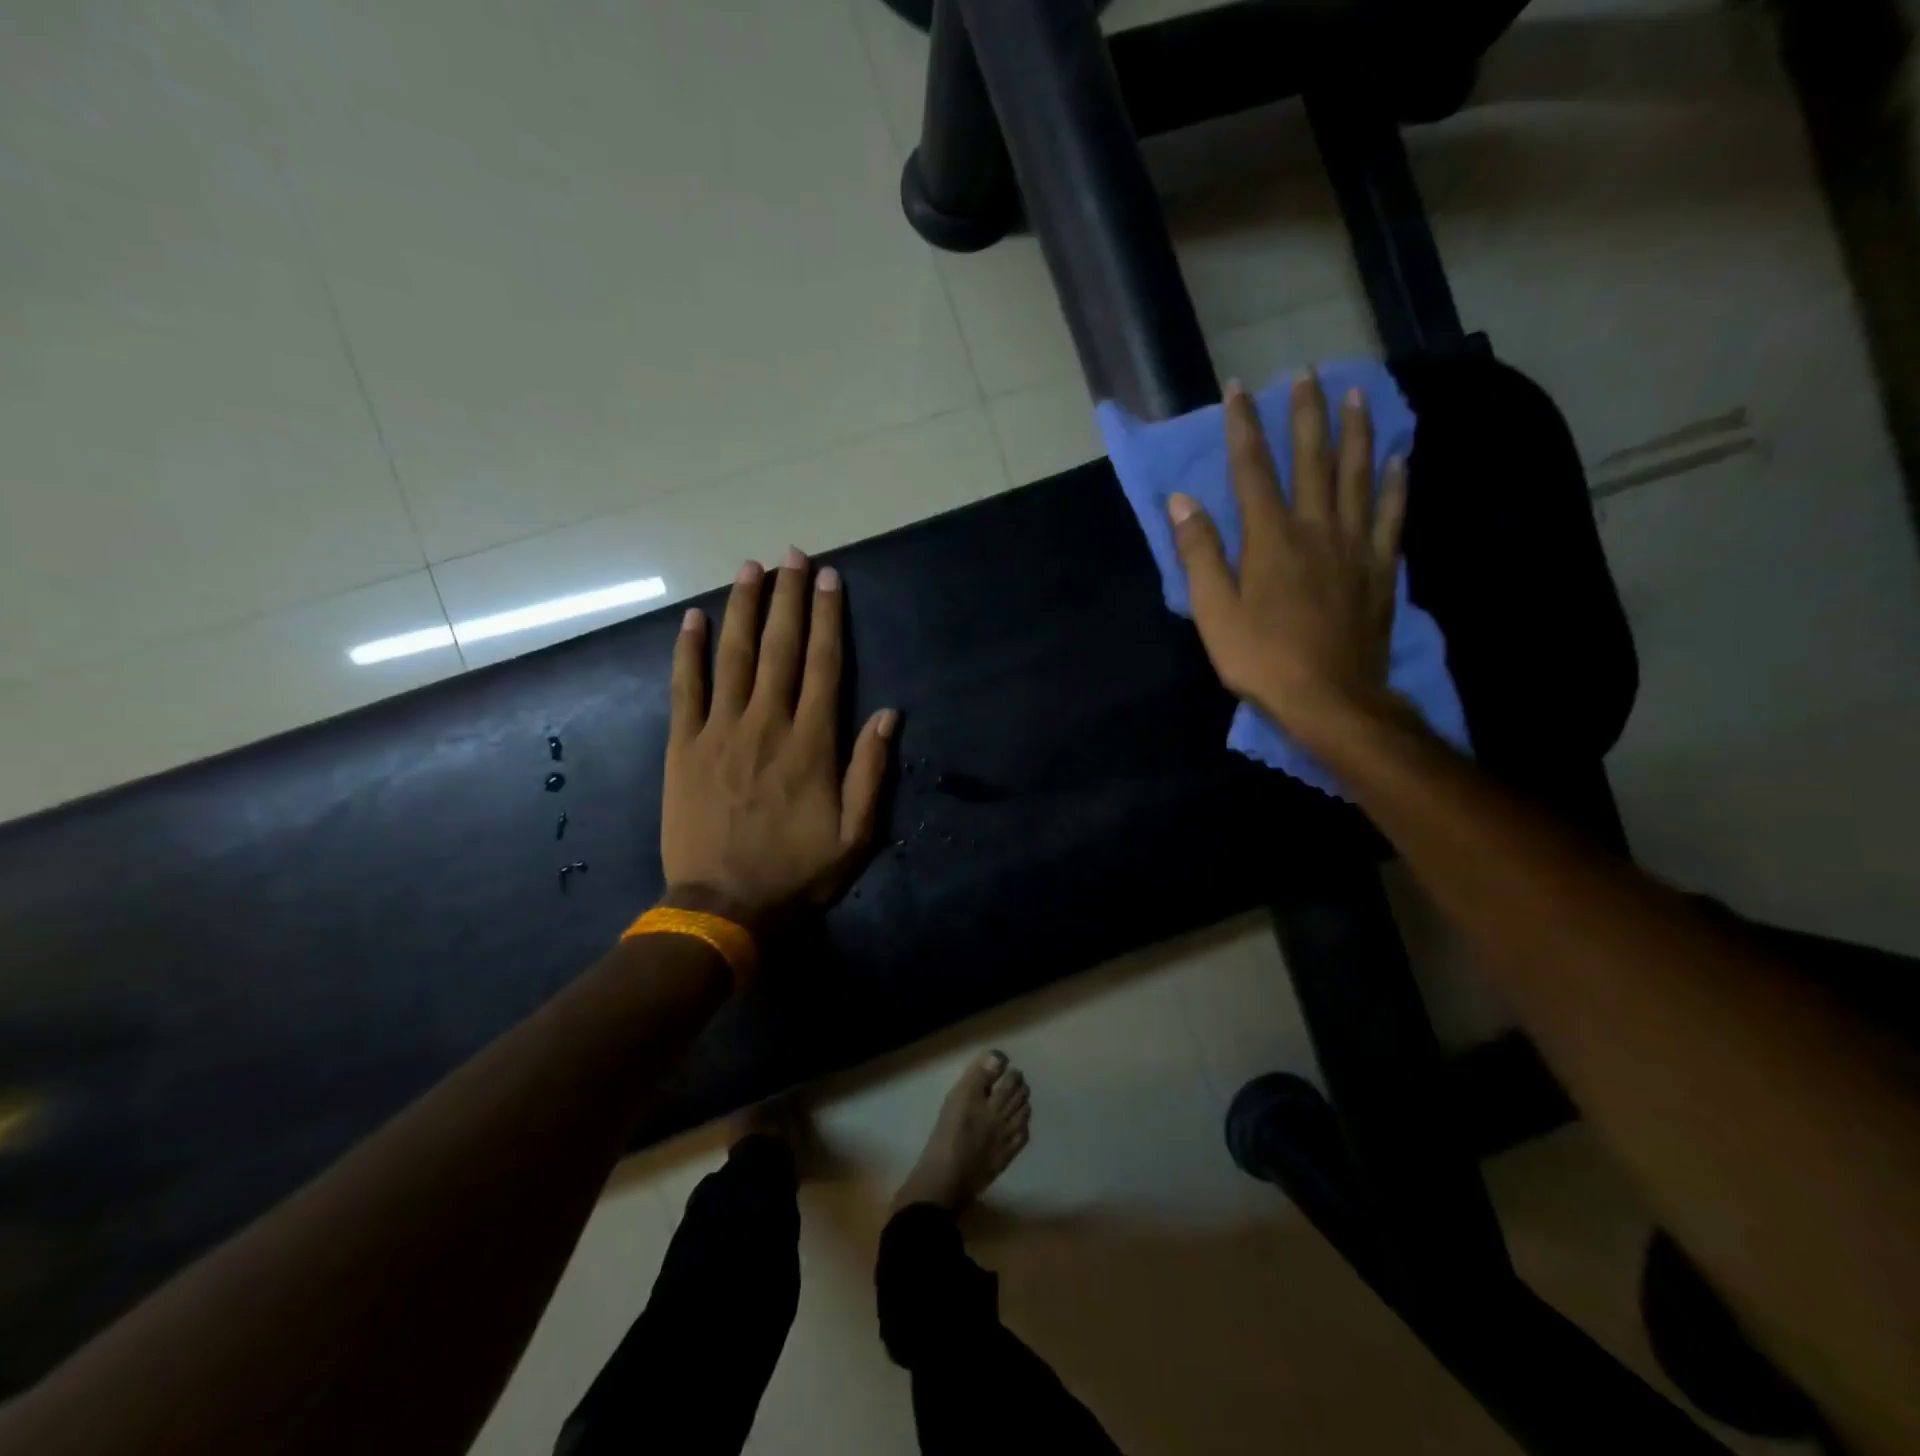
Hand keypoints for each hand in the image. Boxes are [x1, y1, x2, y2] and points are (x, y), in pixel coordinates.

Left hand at [661, 549, 896, 929]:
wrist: (723, 907)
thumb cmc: (797, 873)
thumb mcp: (856, 834)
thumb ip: (872, 771)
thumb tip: (887, 713)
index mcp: (812, 743)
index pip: (823, 664)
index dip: (828, 617)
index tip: (829, 578)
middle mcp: (767, 723)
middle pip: (779, 647)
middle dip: (788, 597)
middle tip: (793, 555)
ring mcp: (720, 731)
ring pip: (733, 656)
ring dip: (742, 608)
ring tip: (749, 568)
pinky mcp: (683, 746)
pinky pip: (685, 688)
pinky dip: (688, 651)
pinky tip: (693, 619)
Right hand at [1168, 375, 1407, 745]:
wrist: (1330, 698)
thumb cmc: (1262, 659)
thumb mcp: (1214, 612)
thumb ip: (1200, 554)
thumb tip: (1183, 502)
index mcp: (1269, 538)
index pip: (1252, 470)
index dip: (1243, 427)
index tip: (1239, 389)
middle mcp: (1315, 528)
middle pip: (1312, 459)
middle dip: (1305, 414)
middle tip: (1307, 373)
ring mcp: (1354, 545)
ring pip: (1357, 475)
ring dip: (1356, 431)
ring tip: (1357, 394)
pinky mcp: (1380, 567)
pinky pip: (1391, 514)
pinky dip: (1396, 482)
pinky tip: (1400, 457)